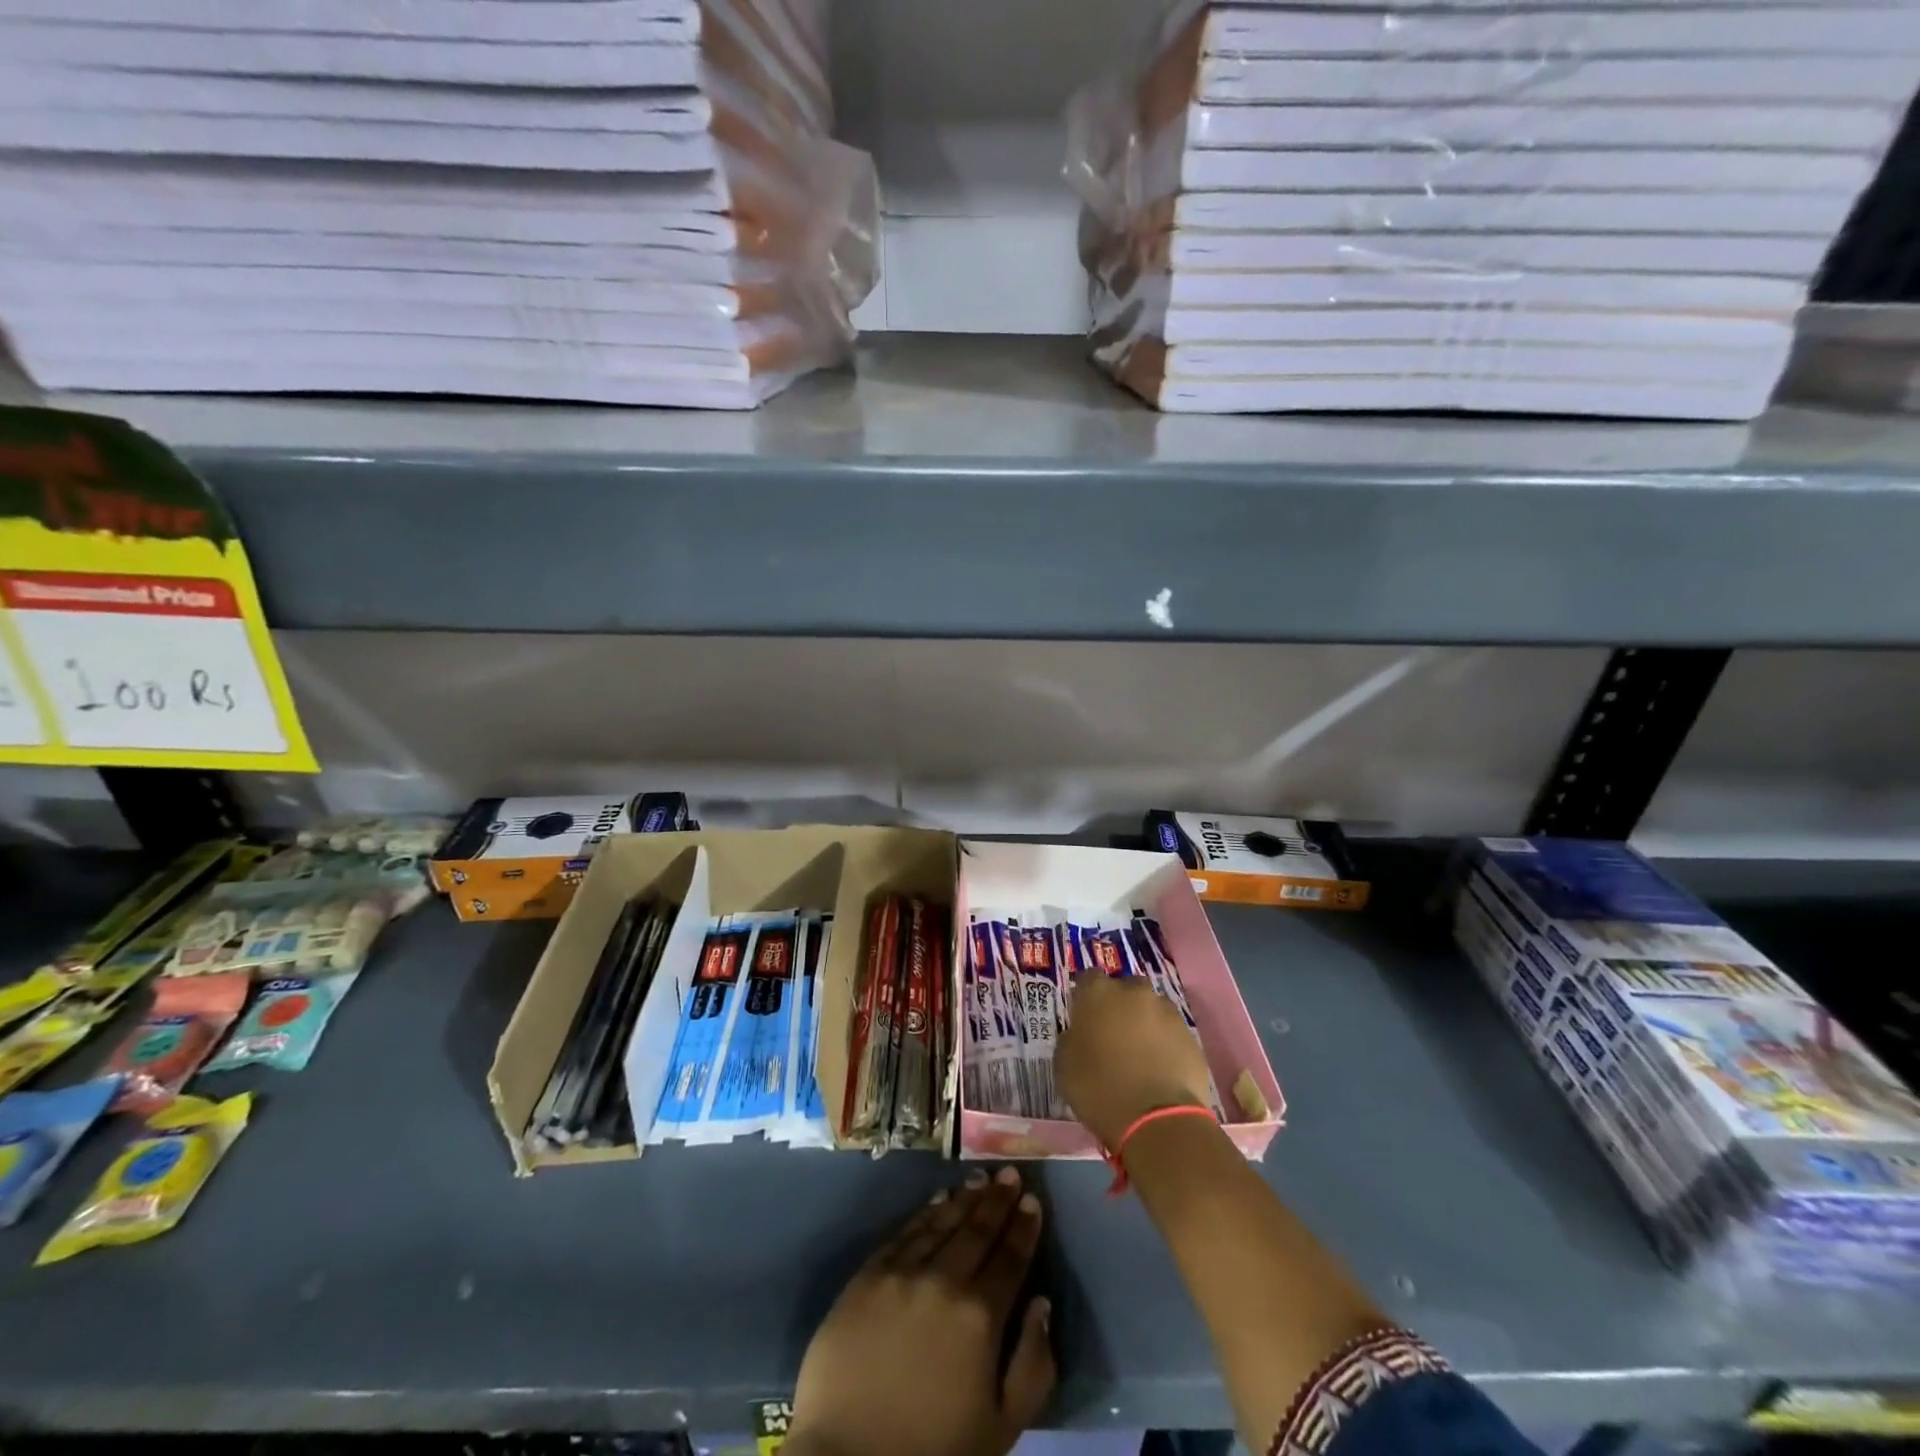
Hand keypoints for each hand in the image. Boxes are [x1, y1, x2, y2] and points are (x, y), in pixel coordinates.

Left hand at [787, 1166, 1054, 1455]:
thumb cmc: (934, 1450)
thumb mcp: (1001, 1427)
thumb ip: (1032, 1365)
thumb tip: (1042, 1304)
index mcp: (980, 1316)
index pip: (1010, 1258)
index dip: (1024, 1227)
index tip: (1033, 1201)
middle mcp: (943, 1280)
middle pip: (977, 1230)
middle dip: (998, 1200)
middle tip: (1011, 1173)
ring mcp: (902, 1272)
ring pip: (941, 1222)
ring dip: (964, 1198)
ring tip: (980, 1178)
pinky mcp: (868, 1275)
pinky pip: (903, 1233)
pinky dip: (925, 1213)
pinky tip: (937, 1201)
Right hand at [1055, 969, 1214, 1148]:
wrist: (1157, 1120)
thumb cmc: (1099, 1090)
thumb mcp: (1064, 1066)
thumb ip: (1071, 1039)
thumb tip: (1080, 1034)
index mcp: (1098, 993)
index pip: (1088, 978)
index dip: (1085, 997)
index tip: (1083, 1017)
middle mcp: (1134, 992)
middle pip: (1125, 988)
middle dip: (1120, 1004)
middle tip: (1113, 1034)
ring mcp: (1166, 1012)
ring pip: (1151, 1008)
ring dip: (1144, 1022)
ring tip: (1140, 1054)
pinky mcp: (1191, 1035)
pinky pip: (1171, 1032)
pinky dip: (1165, 1043)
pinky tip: (1159, 1068)